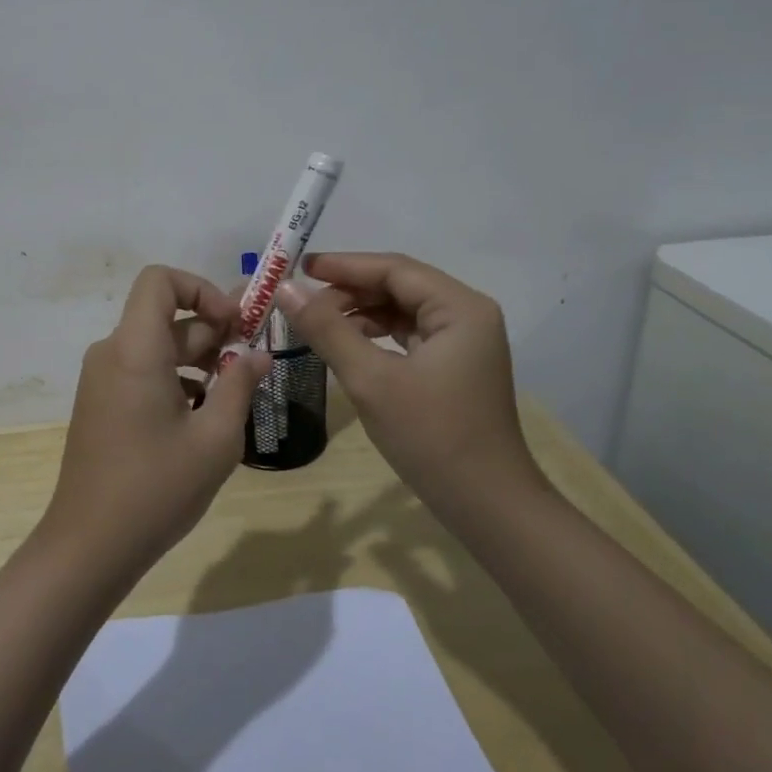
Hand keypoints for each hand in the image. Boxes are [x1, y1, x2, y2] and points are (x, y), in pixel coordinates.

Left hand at [39, 266, 270, 584]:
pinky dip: (175, 380)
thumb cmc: (157, 488)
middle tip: (252, 363)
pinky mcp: (101, 404)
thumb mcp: (215, 438)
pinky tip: (202, 419)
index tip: (235, 325)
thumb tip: (258, 355)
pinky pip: (142, 372)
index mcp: (135, 349)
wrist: (89, 545)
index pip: (160, 281)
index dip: (201, 290)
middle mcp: (112, 353)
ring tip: (233, 396)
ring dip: (198, 360)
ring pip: (156, 347)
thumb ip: (239, 385)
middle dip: (213, 333)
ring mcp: (101, 380)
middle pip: (165, 318)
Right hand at [280, 252, 544, 512]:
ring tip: (317, 323)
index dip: (344, 266)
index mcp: (460, 308)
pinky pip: (409, 335)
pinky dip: (376, 335)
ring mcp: (464, 341)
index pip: (394, 269)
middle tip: (302, 303)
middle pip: (399, 286)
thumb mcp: (370, 380)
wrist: (487, 506)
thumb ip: (327, 329)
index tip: (298, 268)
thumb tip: (285, 289)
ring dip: (360, 313)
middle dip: (350, 291)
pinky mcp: (455, 365)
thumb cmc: (432, 437)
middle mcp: (467, 314)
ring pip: (402, 310)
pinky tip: (346, 345)